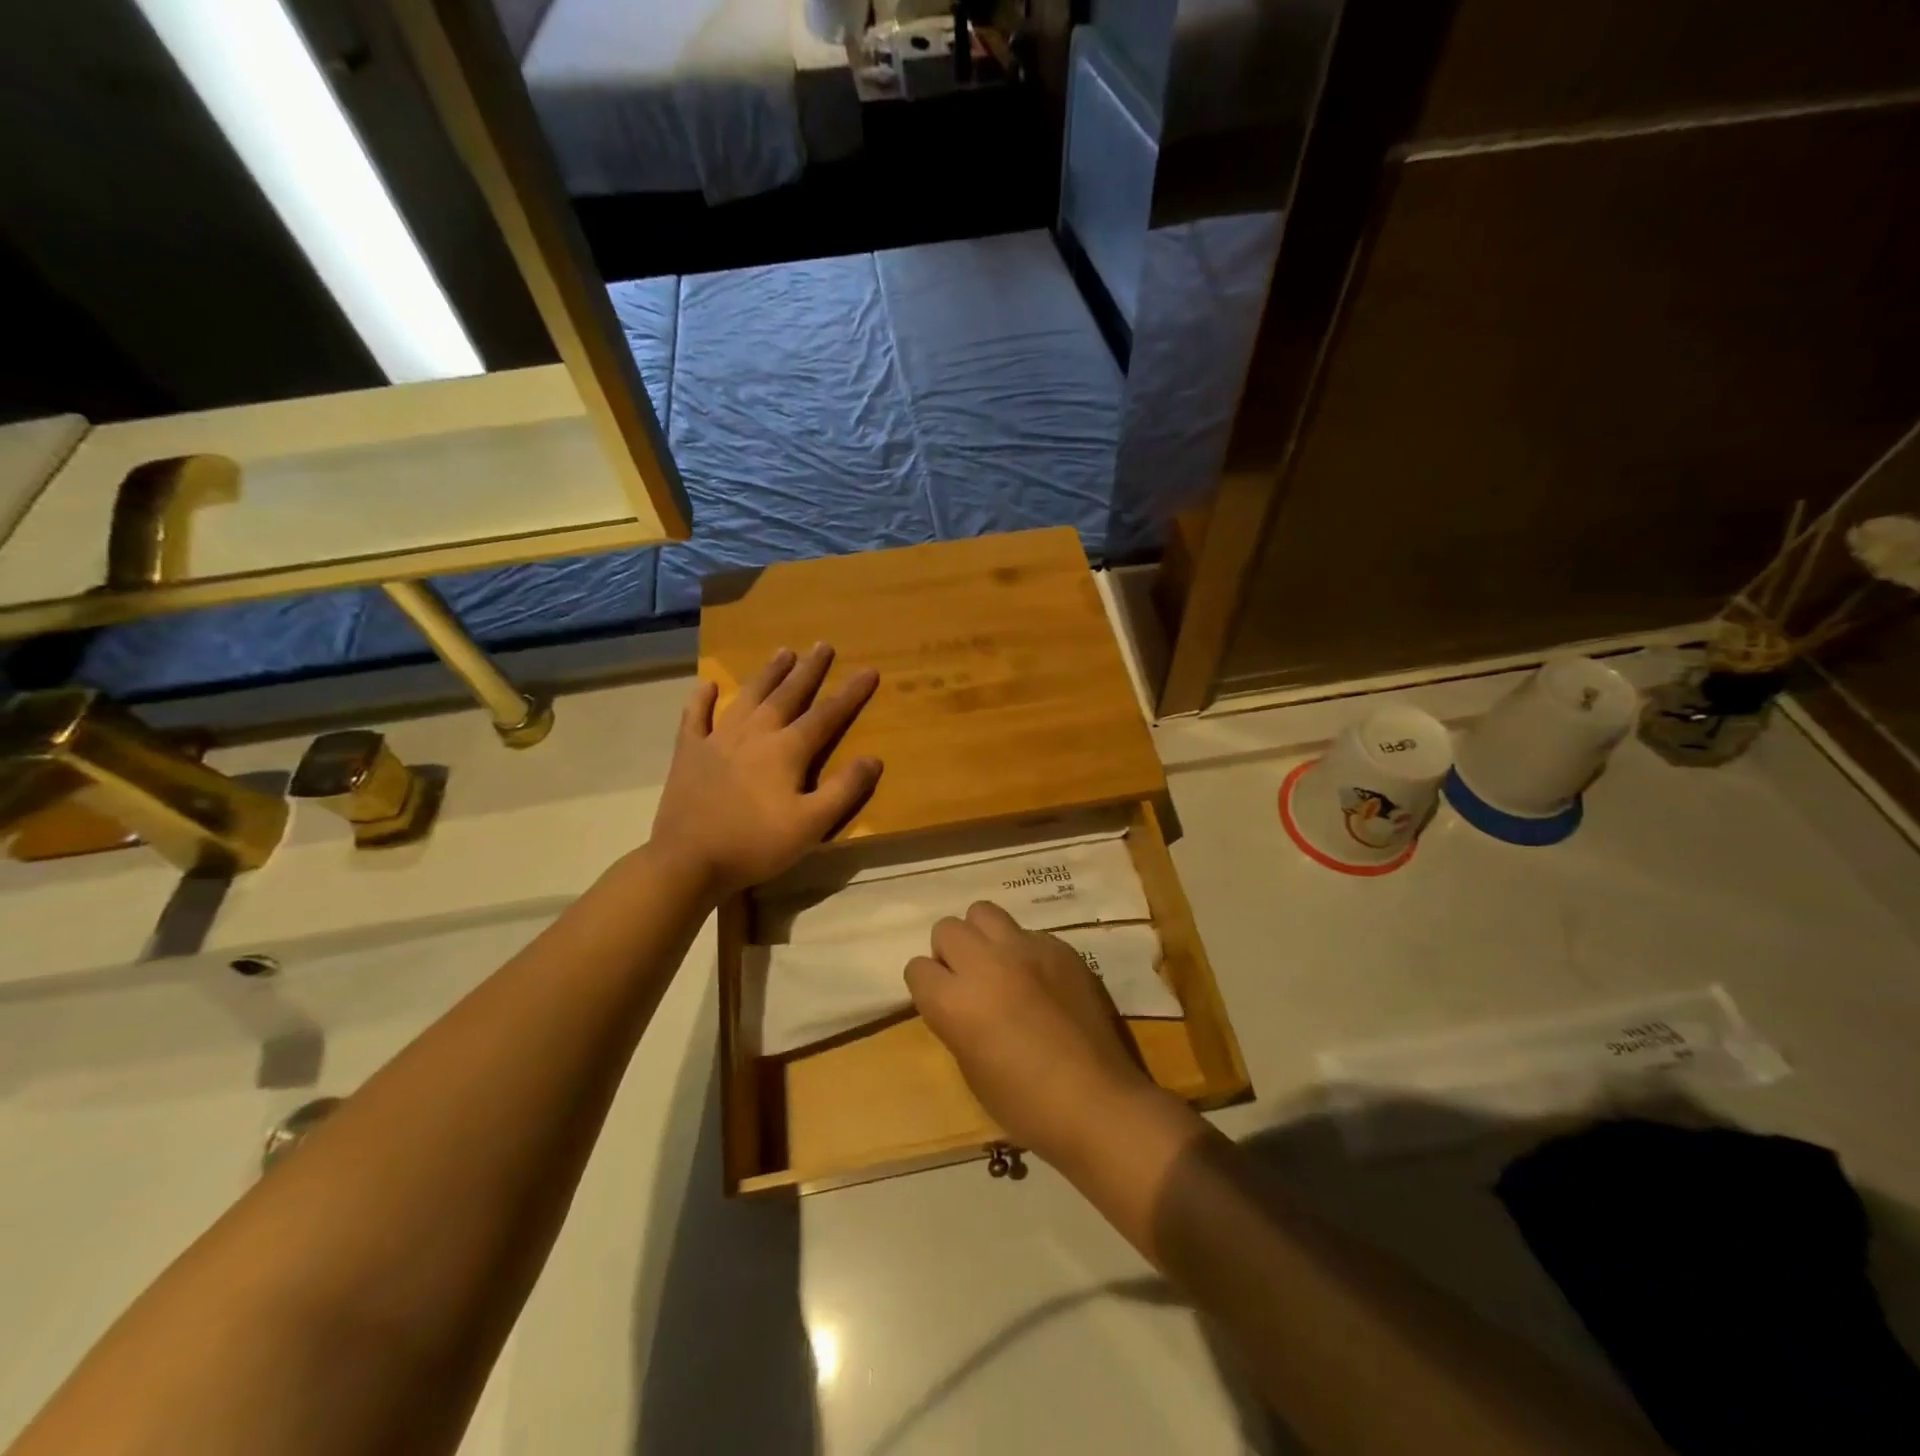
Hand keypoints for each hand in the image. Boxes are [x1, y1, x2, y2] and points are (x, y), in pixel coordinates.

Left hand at [650, 644, 881, 898]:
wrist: (688, 861)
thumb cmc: (755, 844)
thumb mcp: (811, 825)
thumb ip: (844, 790)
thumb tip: (874, 758)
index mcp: (786, 750)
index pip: (826, 715)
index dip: (851, 693)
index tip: (869, 670)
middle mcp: (754, 734)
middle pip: (787, 695)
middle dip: (809, 670)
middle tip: (822, 644)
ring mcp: (718, 739)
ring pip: (748, 697)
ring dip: (767, 674)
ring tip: (782, 652)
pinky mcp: (689, 753)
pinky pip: (695, 717)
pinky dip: (701, 700)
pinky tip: (707, 685)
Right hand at [906, 901, 1162, 1166]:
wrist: (1096, 1102)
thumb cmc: (1025, 1104)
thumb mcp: (971, 1067)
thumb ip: (956, 1020)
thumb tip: (960, 1000)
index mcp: (955, 1001)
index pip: (917, 969)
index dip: (928, 987)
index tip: (942, 1002)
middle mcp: (985, 964)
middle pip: (948, 929)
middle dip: (951, 952)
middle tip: (969, 980)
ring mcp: (1026, 949)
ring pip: (984, 912)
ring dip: (983, 937)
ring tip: (1000, 966)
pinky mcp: (1060, 947)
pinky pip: (1028, 933)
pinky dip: (1024, 950)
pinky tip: (1042, 980)